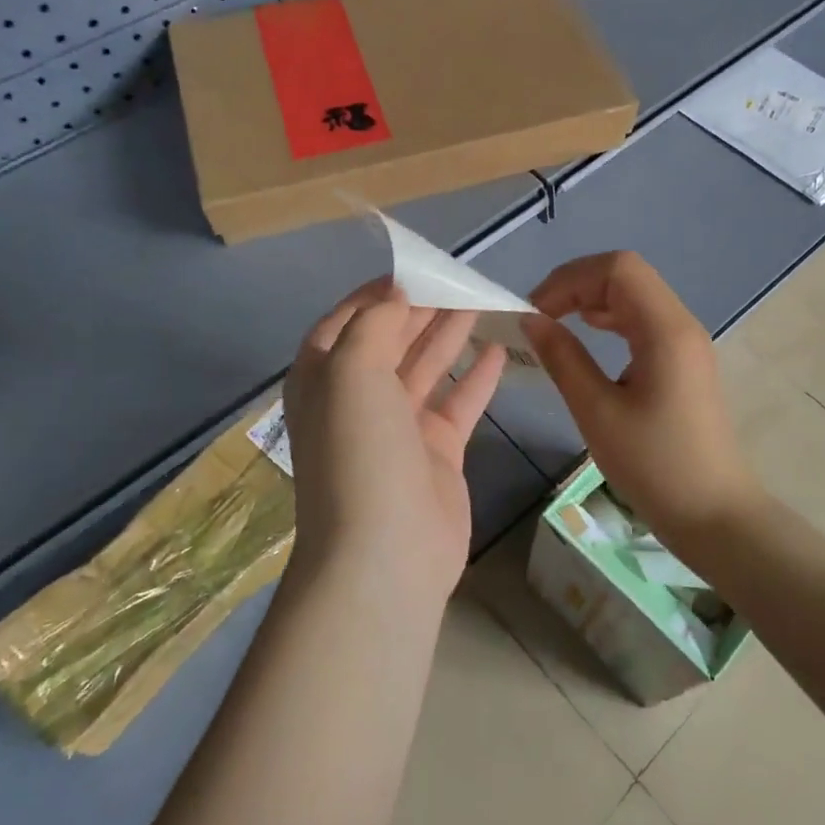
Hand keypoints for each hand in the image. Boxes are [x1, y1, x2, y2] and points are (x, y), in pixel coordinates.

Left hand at [284, 281, 507, 602]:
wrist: (385, 554)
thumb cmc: (359, 453)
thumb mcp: (351, 372)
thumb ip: (373, 324)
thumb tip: (395, 296)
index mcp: (324, 380)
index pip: (345, 323)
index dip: (376, 294)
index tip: (414, 269)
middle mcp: (357, 400)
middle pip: (391, 342)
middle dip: (421, 310)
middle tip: (459, 279)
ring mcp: (398, 428)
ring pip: (426, 368)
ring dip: (450, 335)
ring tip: (481, 301)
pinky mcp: (436, 452)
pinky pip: (458, 404)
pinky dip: (477, 377)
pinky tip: (500, 348)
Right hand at [522, 252, 761, 546]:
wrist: (714, 514)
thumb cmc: (654, 466)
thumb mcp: (597, 412)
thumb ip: (563, 358)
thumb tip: (531, 320)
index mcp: (665, 330)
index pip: (618, 268)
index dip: (570, 278)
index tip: (535, 310)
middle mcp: (681, 324)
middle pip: (627, 275)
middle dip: (577, 284)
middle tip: (539, 315)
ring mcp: (686, 342)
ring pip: (635, 295)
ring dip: (592, 299)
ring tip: (555, 323)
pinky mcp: (683, 361)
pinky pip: (643, 320)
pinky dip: (610, 319)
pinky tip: (587, 335)